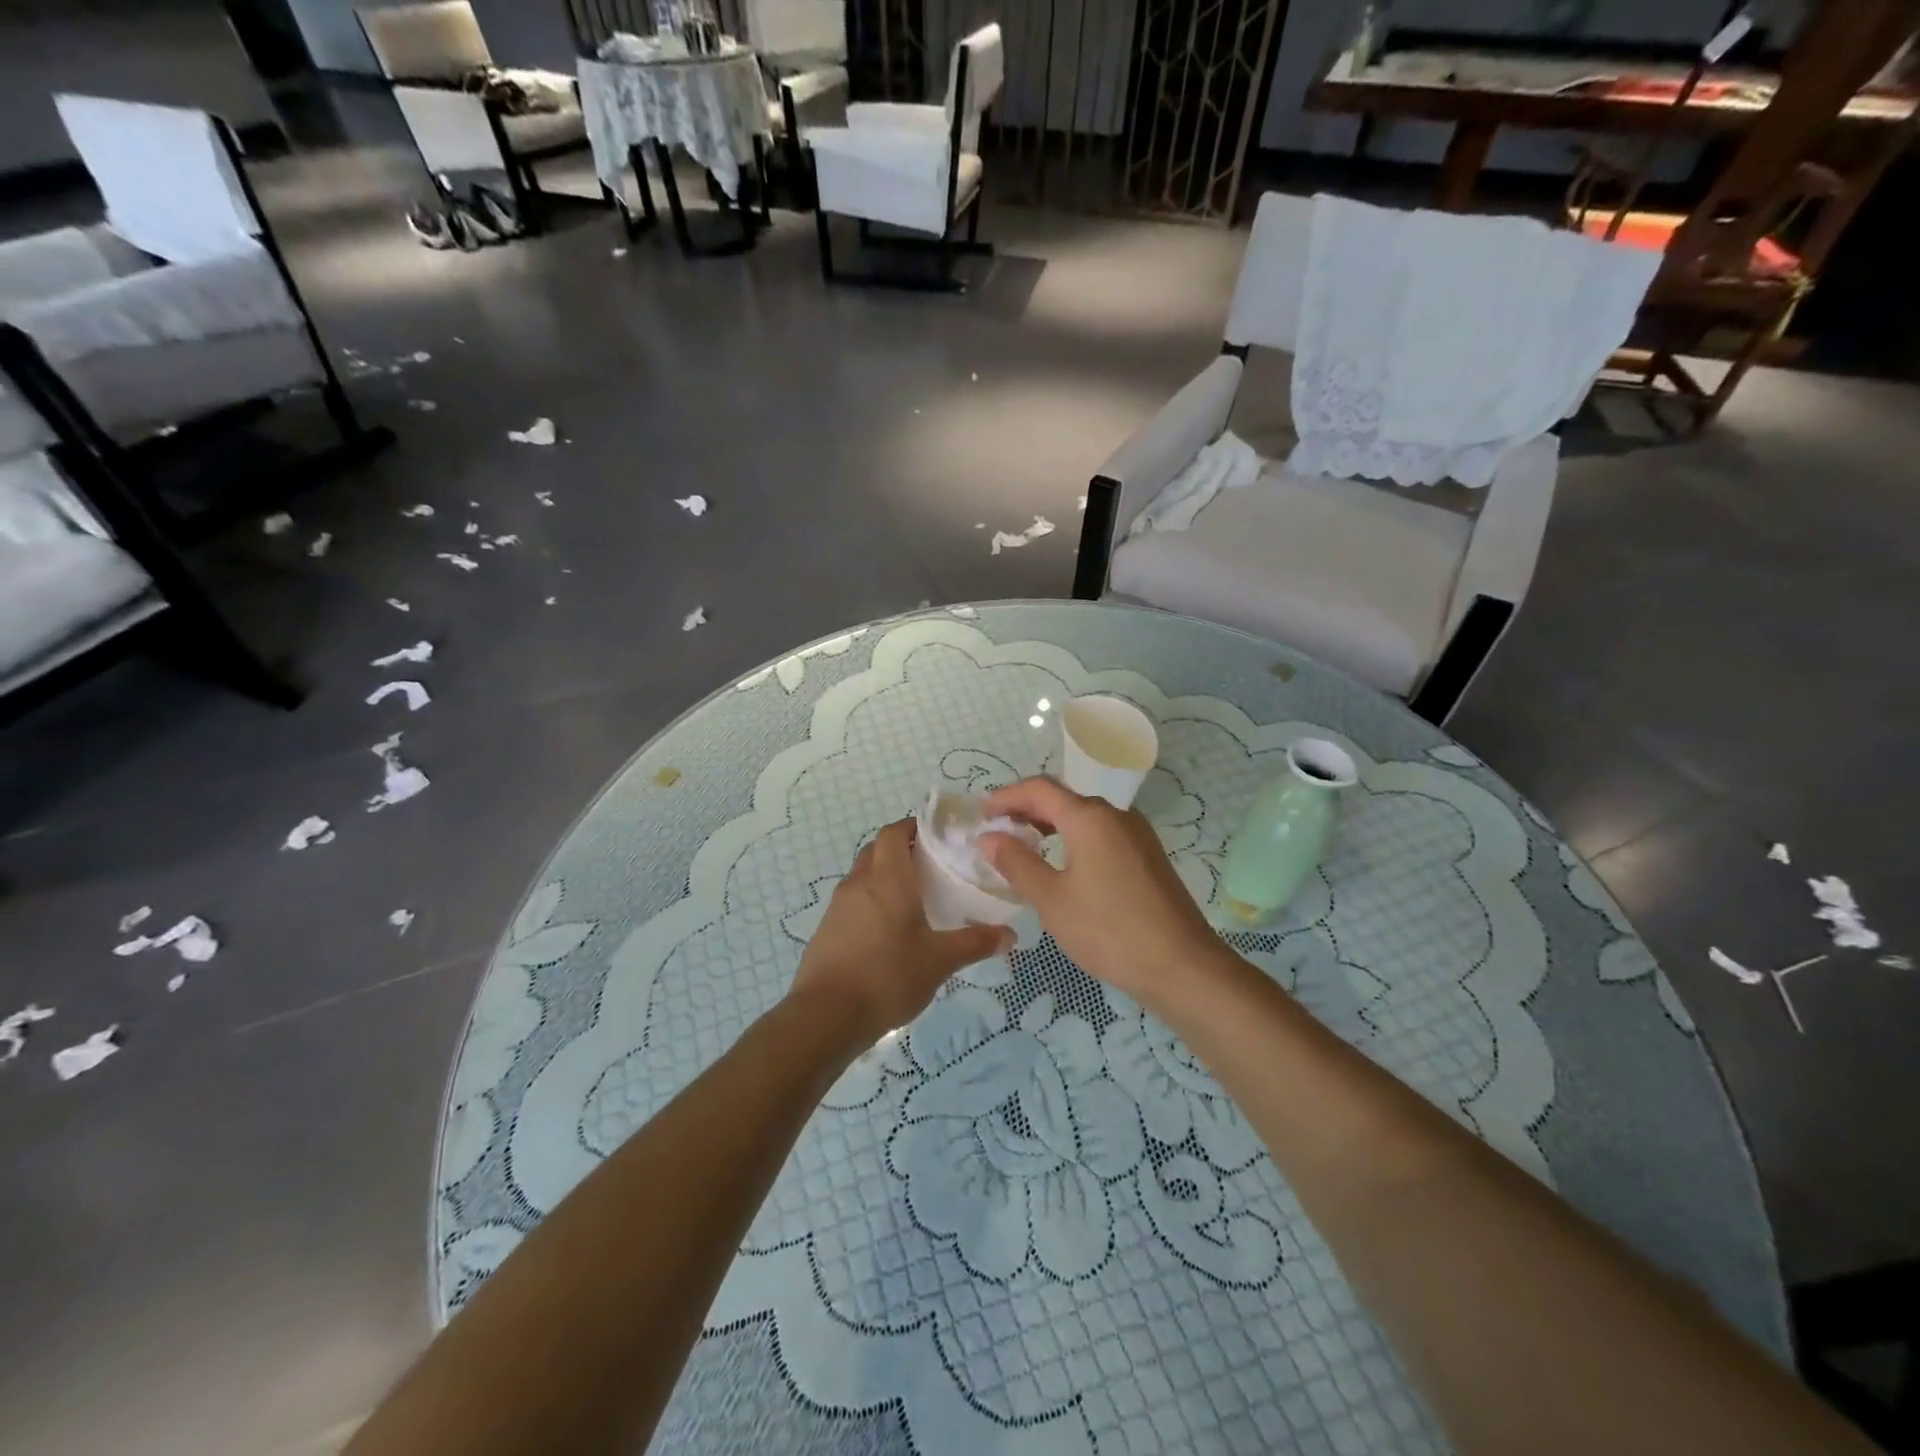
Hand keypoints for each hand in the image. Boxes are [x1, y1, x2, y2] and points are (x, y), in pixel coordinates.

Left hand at [790, 818, 1010, 1046]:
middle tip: (929, 866)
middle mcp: (859, 882)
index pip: (894, 833)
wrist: (826, 1015)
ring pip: (862, 876)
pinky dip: (869, 903)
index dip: (912, 826)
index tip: (936, 835)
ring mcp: (838, 906)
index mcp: (888, 878)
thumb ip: (975, 943)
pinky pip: (851, 902)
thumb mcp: (939, 961)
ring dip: (883, 877)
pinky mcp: (826, 930)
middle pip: (876, 850)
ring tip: (912, 899)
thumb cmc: (888, 976)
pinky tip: (887, 932)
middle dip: (900, 850)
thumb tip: (1010, 935)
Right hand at [980, 777, 1220, 1009]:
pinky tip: (1065, 864)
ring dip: (1052, 823)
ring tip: (1026, 843)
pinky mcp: (1148, 856)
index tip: (982, 813)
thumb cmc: (1108, 930)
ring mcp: (1137, 835)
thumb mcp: (1052, 899)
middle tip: (999, 828)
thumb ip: (1017, 863)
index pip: (1039, 789)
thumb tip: (989, 837)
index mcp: (1090, 818)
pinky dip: (1075, 838)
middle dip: (1028, 808)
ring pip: (1086, 816)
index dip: (1007, 796)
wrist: (1182, 965)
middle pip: (1064, 798)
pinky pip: (1103, 834)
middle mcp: (1116, 815)